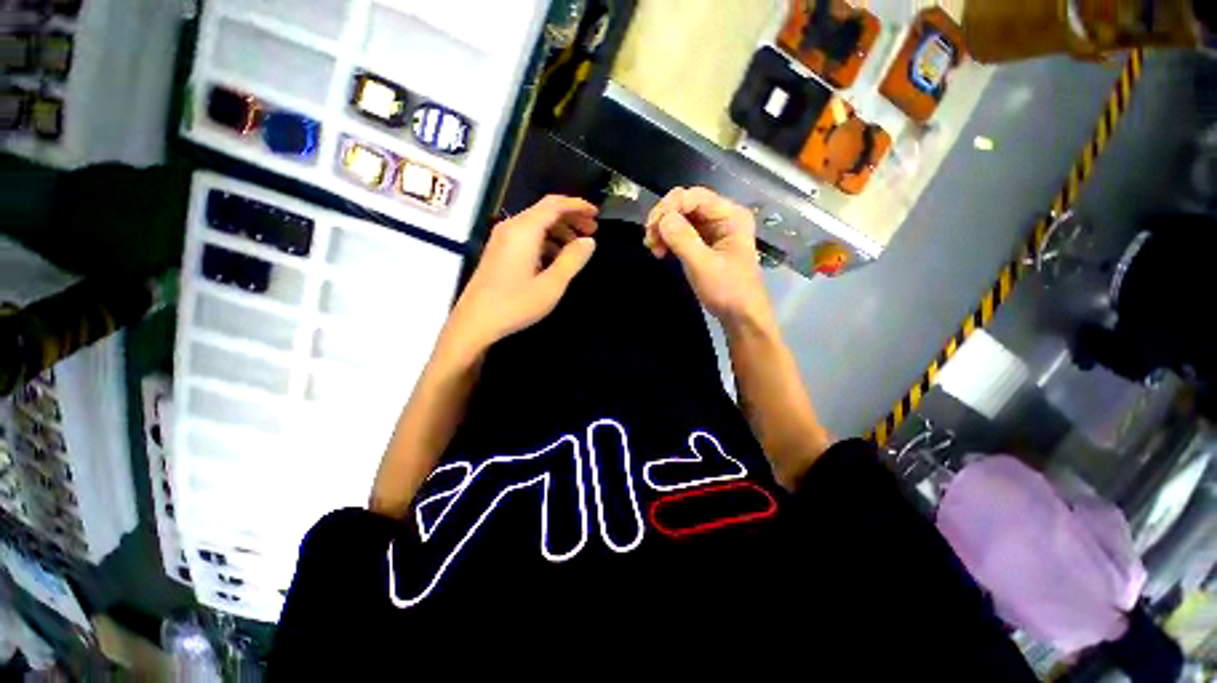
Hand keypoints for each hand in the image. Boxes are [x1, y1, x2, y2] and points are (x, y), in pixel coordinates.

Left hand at [441, 196, 597, 360]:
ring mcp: (502, 239)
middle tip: (592, 231)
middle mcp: (511, 227)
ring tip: (577, 246)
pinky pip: (527, 236)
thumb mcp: (551, 285)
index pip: (554, 205)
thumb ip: (572, 260)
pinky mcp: (499, 251)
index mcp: (524, 230)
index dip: (577, 205)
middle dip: (571, 218)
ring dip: (559, 230)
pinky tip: (556, 258)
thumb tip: (589, 241)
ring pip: (536, 224)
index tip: (596, 214)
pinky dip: (546, 240)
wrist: (475, 322)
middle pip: (545, 211)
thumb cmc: (515, 304)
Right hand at [644, 187, 773, 328]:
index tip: (652, 228)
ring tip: (653, 249)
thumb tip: (662, 219)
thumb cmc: (728, 291)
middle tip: (649, 240)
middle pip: (686, 204)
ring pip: (681, 219)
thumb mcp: (704, 266)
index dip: (670, 206)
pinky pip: (682, 233)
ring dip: (663, 230)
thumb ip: (684, 239)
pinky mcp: (704, 244)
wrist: (741, 316)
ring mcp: (713, 231)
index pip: (695, 196)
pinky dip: (668, 239)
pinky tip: (660, 252)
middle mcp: (722, 217)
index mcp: (730, 216)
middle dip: (664, 219)